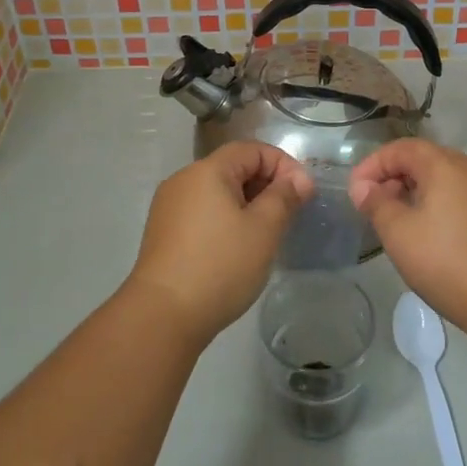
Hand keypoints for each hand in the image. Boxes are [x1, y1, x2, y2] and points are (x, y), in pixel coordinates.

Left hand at [126, 143, 313, 346]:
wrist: (162, 316)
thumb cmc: (220, 266)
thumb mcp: (263, 230)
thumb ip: (284, 197)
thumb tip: (299, 180)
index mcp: (207, 170)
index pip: (252, 149)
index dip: (283, 164)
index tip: (303, 194)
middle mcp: (184, 179)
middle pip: (233, 167)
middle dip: (266, 184)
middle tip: (289, 214)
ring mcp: (169, 206)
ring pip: (218, 192)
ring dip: (247, 203)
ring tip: (266, 233)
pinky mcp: (163, 232)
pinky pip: (202, 212)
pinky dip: (226, 219)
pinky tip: (237, 248)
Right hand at [349, 139, 466, 339]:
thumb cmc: (448, 262)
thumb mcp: (399, 233)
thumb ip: (376, 204)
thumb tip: (364, 188)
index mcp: (447, 164)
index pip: (401, 148)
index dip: (372, 165)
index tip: (354, 192)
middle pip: (424, 160)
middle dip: (393, 178)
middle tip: (372, 206)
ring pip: (443, 179)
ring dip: (414, 192)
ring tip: (395, 221)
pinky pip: (459, 196)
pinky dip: (436, 204)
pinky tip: (427, 233)